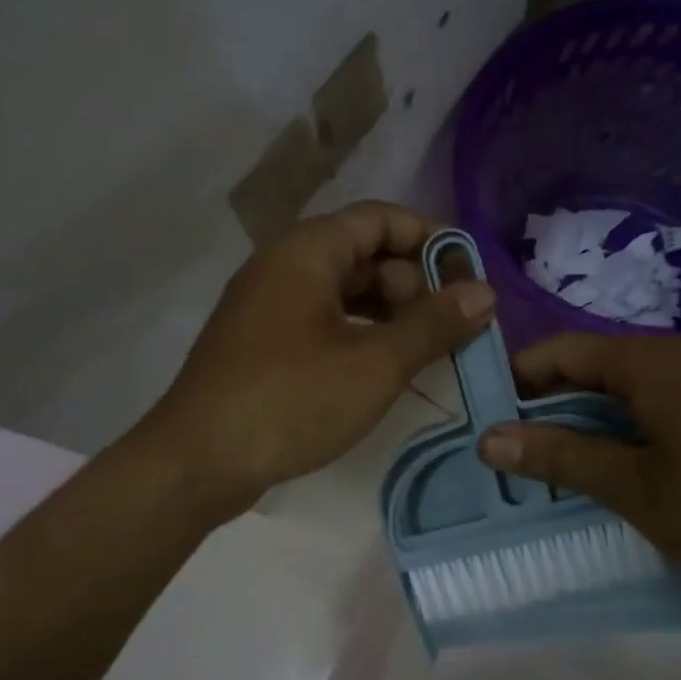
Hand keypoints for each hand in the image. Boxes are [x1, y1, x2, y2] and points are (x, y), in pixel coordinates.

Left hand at [137, 201, 494, 518]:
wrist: (196, 461)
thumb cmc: (290, 400)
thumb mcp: (374, 364)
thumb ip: (433, 324)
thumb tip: (484, 292)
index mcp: (308, 250)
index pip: (381, 218)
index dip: (430, 239)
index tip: (470, 275)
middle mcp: (284, 264)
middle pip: (363, 252)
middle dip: (413, 282)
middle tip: (452, 325)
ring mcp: (268, 303)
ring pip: (343, 289)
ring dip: (389, 312)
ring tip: (429, 348)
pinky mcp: (262, 340)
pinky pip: (322, 318)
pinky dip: (359, 332)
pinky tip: (383, 366)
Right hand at [476, 333, 680, 603]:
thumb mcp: (633, 487)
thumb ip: (559, 456)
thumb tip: (487, 438)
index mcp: (650, 362)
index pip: (561, 351)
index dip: (517, 380)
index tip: (485, 418)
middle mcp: (676, 356)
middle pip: (589, 367)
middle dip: (546, 406)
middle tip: (511, 450)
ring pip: (620, 388)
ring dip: (582, 421)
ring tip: (549, 464)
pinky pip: (652, 403)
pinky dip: (619, 428)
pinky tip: (608, 467)